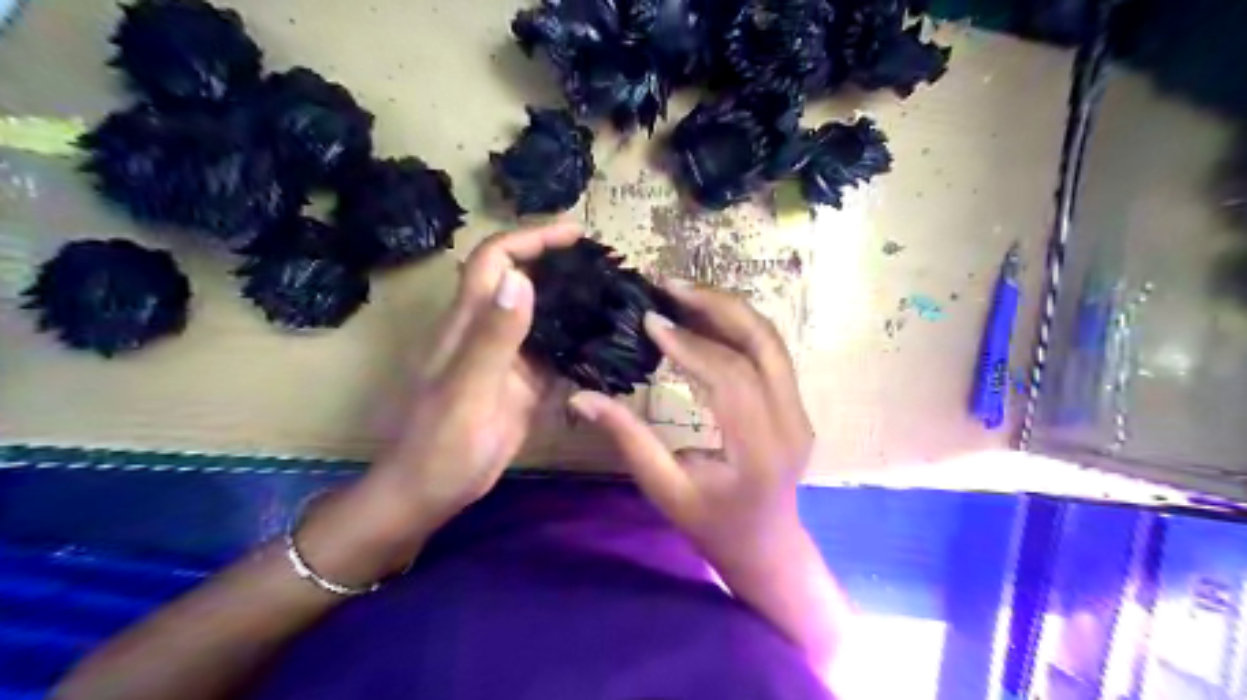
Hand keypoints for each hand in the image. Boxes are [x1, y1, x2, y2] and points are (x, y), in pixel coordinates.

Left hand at [369, 222, 583, 520]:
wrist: (430, 492)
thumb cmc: (440, 444)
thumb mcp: (467, 389)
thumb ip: (493, 337)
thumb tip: (521, 279)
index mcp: (468, 323)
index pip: (496, 260)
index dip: (531, 239)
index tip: (576, 233)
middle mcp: (488, 332)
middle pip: (522, 281)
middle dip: (559, 264)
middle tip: (605, 265)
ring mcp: (507, 359)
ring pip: (541, 316)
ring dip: (572, 303)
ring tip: (614, 297)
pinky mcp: (522, 385)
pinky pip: (553, 354)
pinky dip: (576, 343)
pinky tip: (604, 344)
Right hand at [568, 282, 813, 577]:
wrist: (767, 546)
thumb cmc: (713, 527)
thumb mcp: (665, 490)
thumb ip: (628, 439)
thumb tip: (583, 397)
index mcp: (760, 450)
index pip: (730, 378)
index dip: (690, 345)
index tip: (651, 320)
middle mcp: (790, 422)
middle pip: (762, 344)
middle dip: (715, 306)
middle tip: (669, 286)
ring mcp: (800, 410)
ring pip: (771, 341)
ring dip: (728, 309)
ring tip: (683, 292)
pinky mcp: (796, 404)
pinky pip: (770, 353)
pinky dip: (738, 327)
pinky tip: (704, 316)